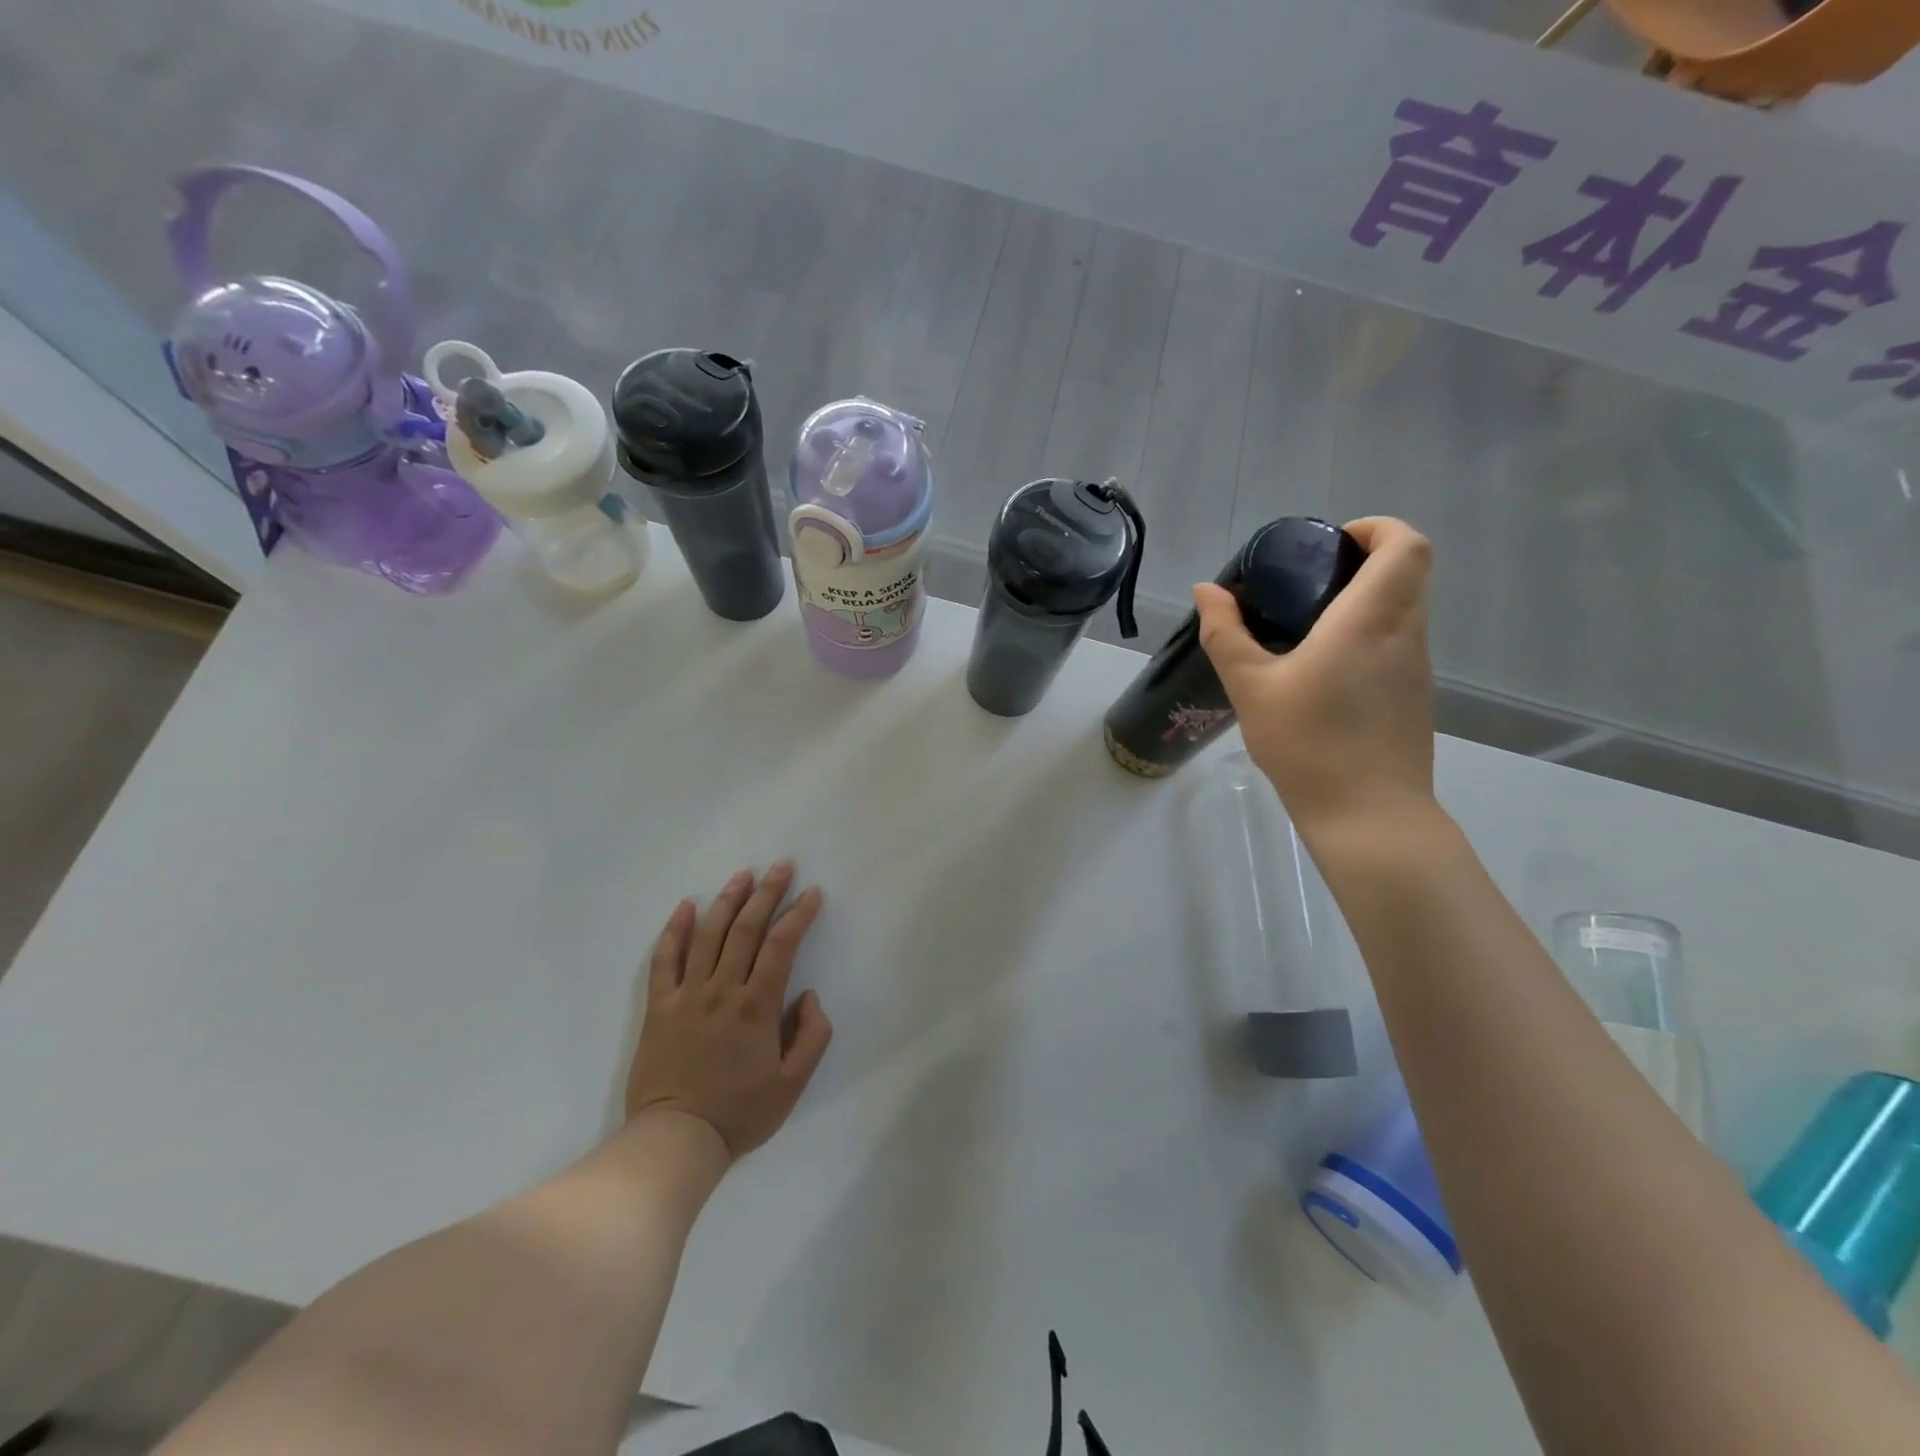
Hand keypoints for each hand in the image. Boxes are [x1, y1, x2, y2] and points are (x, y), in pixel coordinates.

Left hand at [625, 861, 833, 1158]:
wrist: (676, 1140)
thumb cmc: (740, 1113)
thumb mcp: (793, 1084)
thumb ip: (812, 1036)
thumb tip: (809, 996)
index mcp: (757, 1006)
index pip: (782, 945)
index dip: (799, 914)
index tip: (812, 892)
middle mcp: (722, 990)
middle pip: (746, 929)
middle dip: (767, 892)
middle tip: (781, 866)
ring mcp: (687, 995)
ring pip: (708, 934)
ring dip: (727, 901)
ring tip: (742, 875)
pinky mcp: (660, 1006)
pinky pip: (665, 959)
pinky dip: (674, 930)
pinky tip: (685, 906)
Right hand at [1194, 517, 1437, 842]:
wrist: (1368, 815)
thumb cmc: (1308, 744)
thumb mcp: (1251, 687)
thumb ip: (1226, 634)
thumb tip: (1208, 591)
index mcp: (1370, 619)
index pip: (1405, 544)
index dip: (1376, 528)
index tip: (1331, 544)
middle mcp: (1405, 633)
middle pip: (1409, 571)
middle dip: (1365, 561)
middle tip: (1310, 582)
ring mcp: (1417, 667)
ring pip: (1405, 608)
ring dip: (1367, 600)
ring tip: (1309, 627)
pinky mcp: (1415, 696)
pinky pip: (1398, 643)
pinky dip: (1369, 636)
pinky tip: (1325, 672)